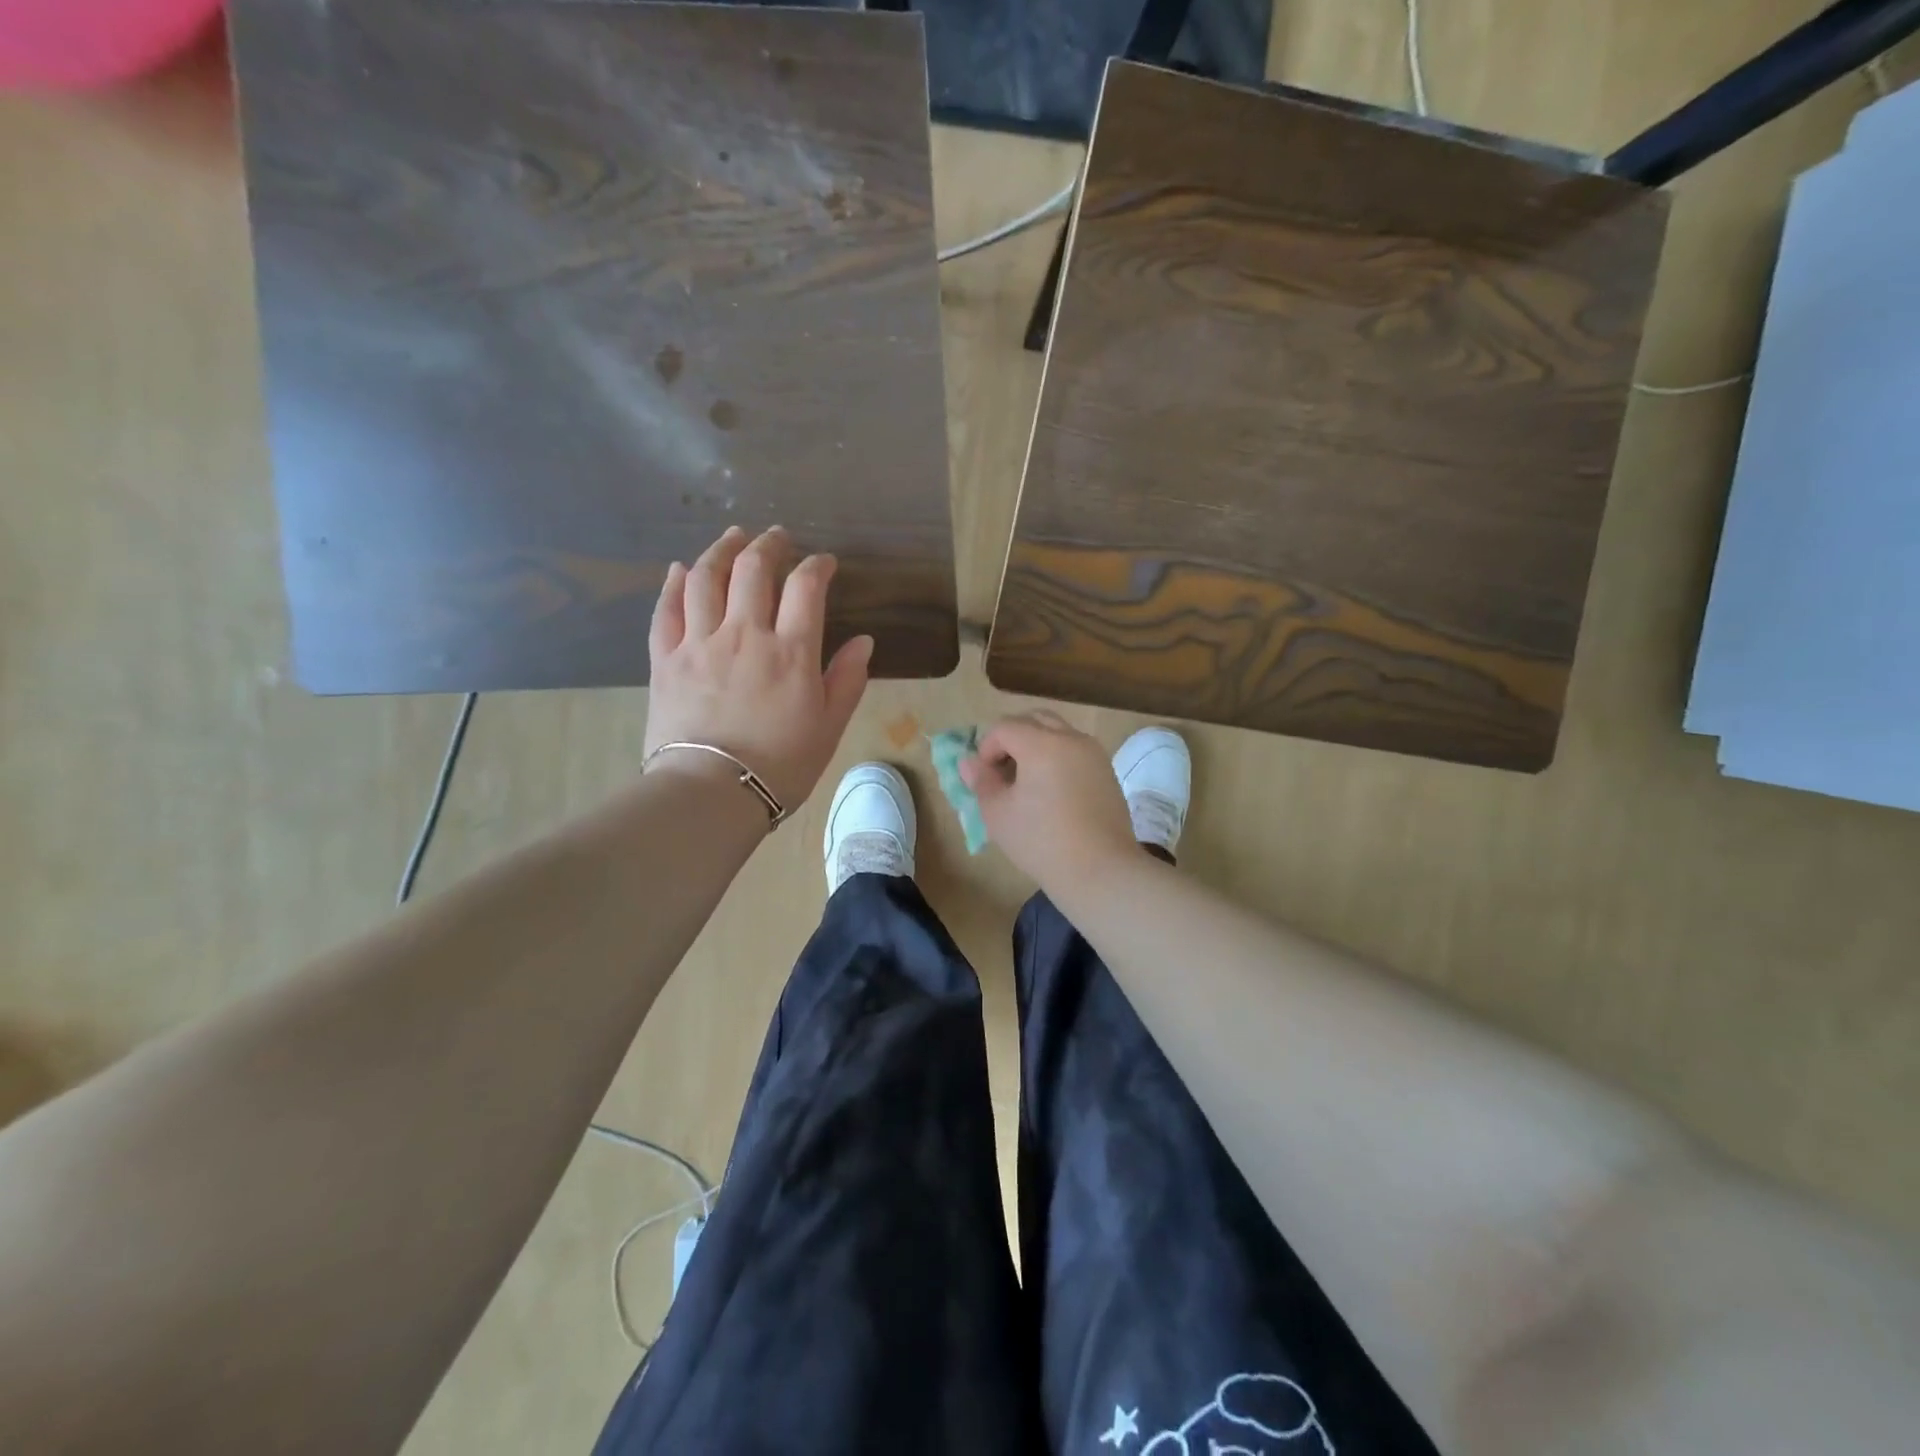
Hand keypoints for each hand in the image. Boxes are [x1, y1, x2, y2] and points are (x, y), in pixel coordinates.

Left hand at [644, 526, 871, 811]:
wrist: (711, 793)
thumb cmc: (780, 765)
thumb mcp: (829, 727)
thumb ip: (847, 680)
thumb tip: (863, 641)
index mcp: (790, 652)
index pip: (805, 587)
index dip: (816, 565)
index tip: (824, 563)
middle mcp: (744, 634)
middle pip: (753, 569)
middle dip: (769, 545)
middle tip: (777, 538)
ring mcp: (699, 643)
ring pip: (706, 578)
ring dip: (722, 550)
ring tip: (733, 537)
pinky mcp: (666, 659)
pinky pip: (666, 609)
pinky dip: (674, 583)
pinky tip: (681, 569)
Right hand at [960, 711, 1137, 889]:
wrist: (1100, 870)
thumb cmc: (1041, 841)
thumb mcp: (998, 814)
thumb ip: (981, 781)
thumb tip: (969, 762)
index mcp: (1041, 743)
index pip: (1004, 727)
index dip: (986, 748)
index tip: (983, 777)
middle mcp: (1071, 739)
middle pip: (1035, 719)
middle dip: (1012, 737)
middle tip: (1002, 769)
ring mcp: (1094, 754)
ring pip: (1059, 732)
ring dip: (1037, 745)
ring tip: (1026, 781)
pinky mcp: (1107, 772)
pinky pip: (1076, 751)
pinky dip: (1058, 757)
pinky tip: (1052, 792)